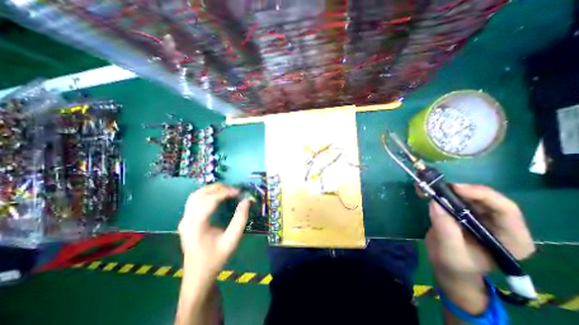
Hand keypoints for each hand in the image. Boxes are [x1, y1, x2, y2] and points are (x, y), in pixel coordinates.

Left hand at [176, 185, 247, 279]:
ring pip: (195, 195)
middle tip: (234, 190)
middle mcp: (187, 220)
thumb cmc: (216, 258)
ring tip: (226, 190)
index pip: (210, 200)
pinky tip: (215, 196)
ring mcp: (184, 220)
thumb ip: (240, 220)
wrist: (198, 276)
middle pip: (200, 194)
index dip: (225, 192)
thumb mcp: (232, 240)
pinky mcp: (185, 221)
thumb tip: (246, 201)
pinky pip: (193, 201)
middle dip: (218, 188)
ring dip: (211, 189)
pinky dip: (205, 194)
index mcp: (196, 225)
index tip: (239, 191)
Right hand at [424, 184, 533, 313]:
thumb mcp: (450, 251)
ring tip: (430, 187)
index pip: (505, 210)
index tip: (455, 189)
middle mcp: (501, 224)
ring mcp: (483, 217)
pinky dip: (443, 191)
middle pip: (487, 198)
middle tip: (438, 186)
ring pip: (470, 195)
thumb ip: (445, 228)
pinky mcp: (467, 212)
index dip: (482, 195)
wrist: (448, 267)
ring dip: (449, 189)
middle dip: (462, 190)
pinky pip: (457, 197)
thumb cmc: (454, 264)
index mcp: (511, 239)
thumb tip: (436, 202)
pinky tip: (430, 191)